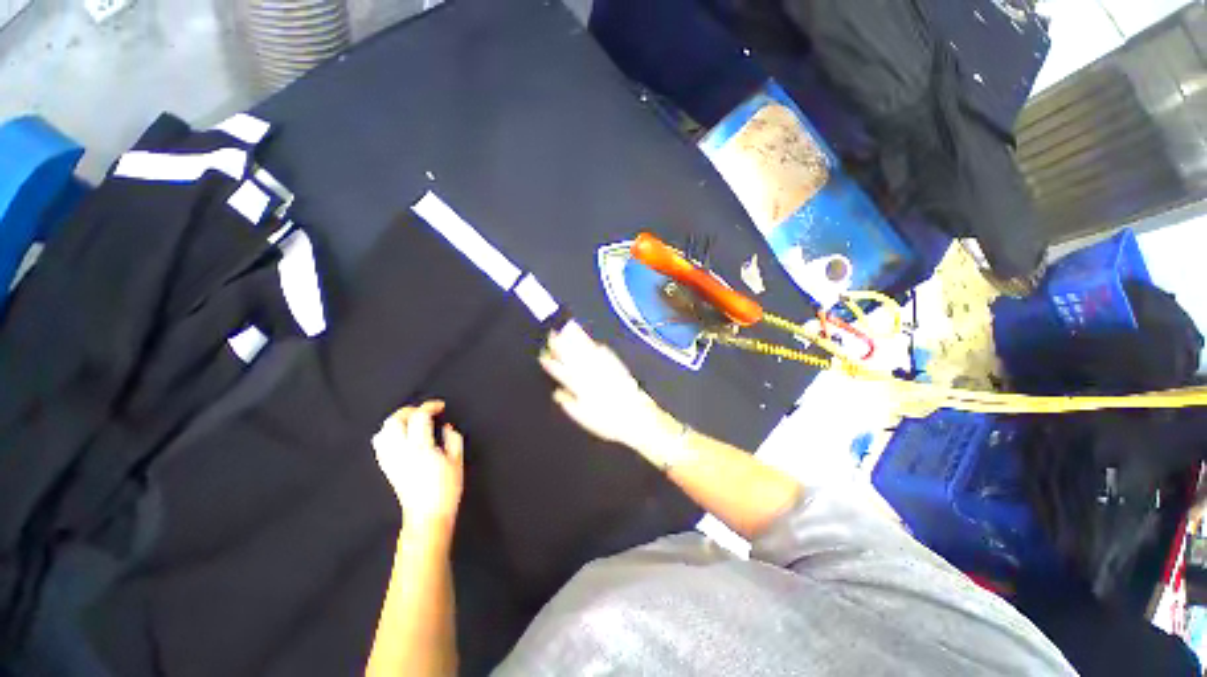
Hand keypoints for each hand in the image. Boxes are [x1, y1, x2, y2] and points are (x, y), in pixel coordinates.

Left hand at [373, 401, 464, 532]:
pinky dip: (387, 433)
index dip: (430, 406)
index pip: (419, 417)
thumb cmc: (447, 489)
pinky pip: (379, 444)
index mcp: (421, 448)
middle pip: (395, 420)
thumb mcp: (457, 461)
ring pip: (383, 431)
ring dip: (397, 420)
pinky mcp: (387, 467)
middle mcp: (401, 451)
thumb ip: (453, 438)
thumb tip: (446, 426)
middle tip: (425, 412)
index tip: (441, 406)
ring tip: (412, 421)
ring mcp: (391, 460)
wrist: (427, 516)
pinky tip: (400, 435)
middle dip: (410, 410)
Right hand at [539, 322, 682, 462]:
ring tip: (569, 328)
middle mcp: (592, 375)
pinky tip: (594, 342)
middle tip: (553, 333)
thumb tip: (557, 392)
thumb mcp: (584, 418)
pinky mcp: (617, 367)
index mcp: (581, 387)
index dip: (553, 364)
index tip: (544, 355)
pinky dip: (598, 346)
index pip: (563, 372)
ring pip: (588, 351)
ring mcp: (605, 368)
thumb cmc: (607, 422)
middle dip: (562, 345)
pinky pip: (605, 353)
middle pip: (574, 357)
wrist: (636, 417)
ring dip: (578, 340)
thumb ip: (569, 403)